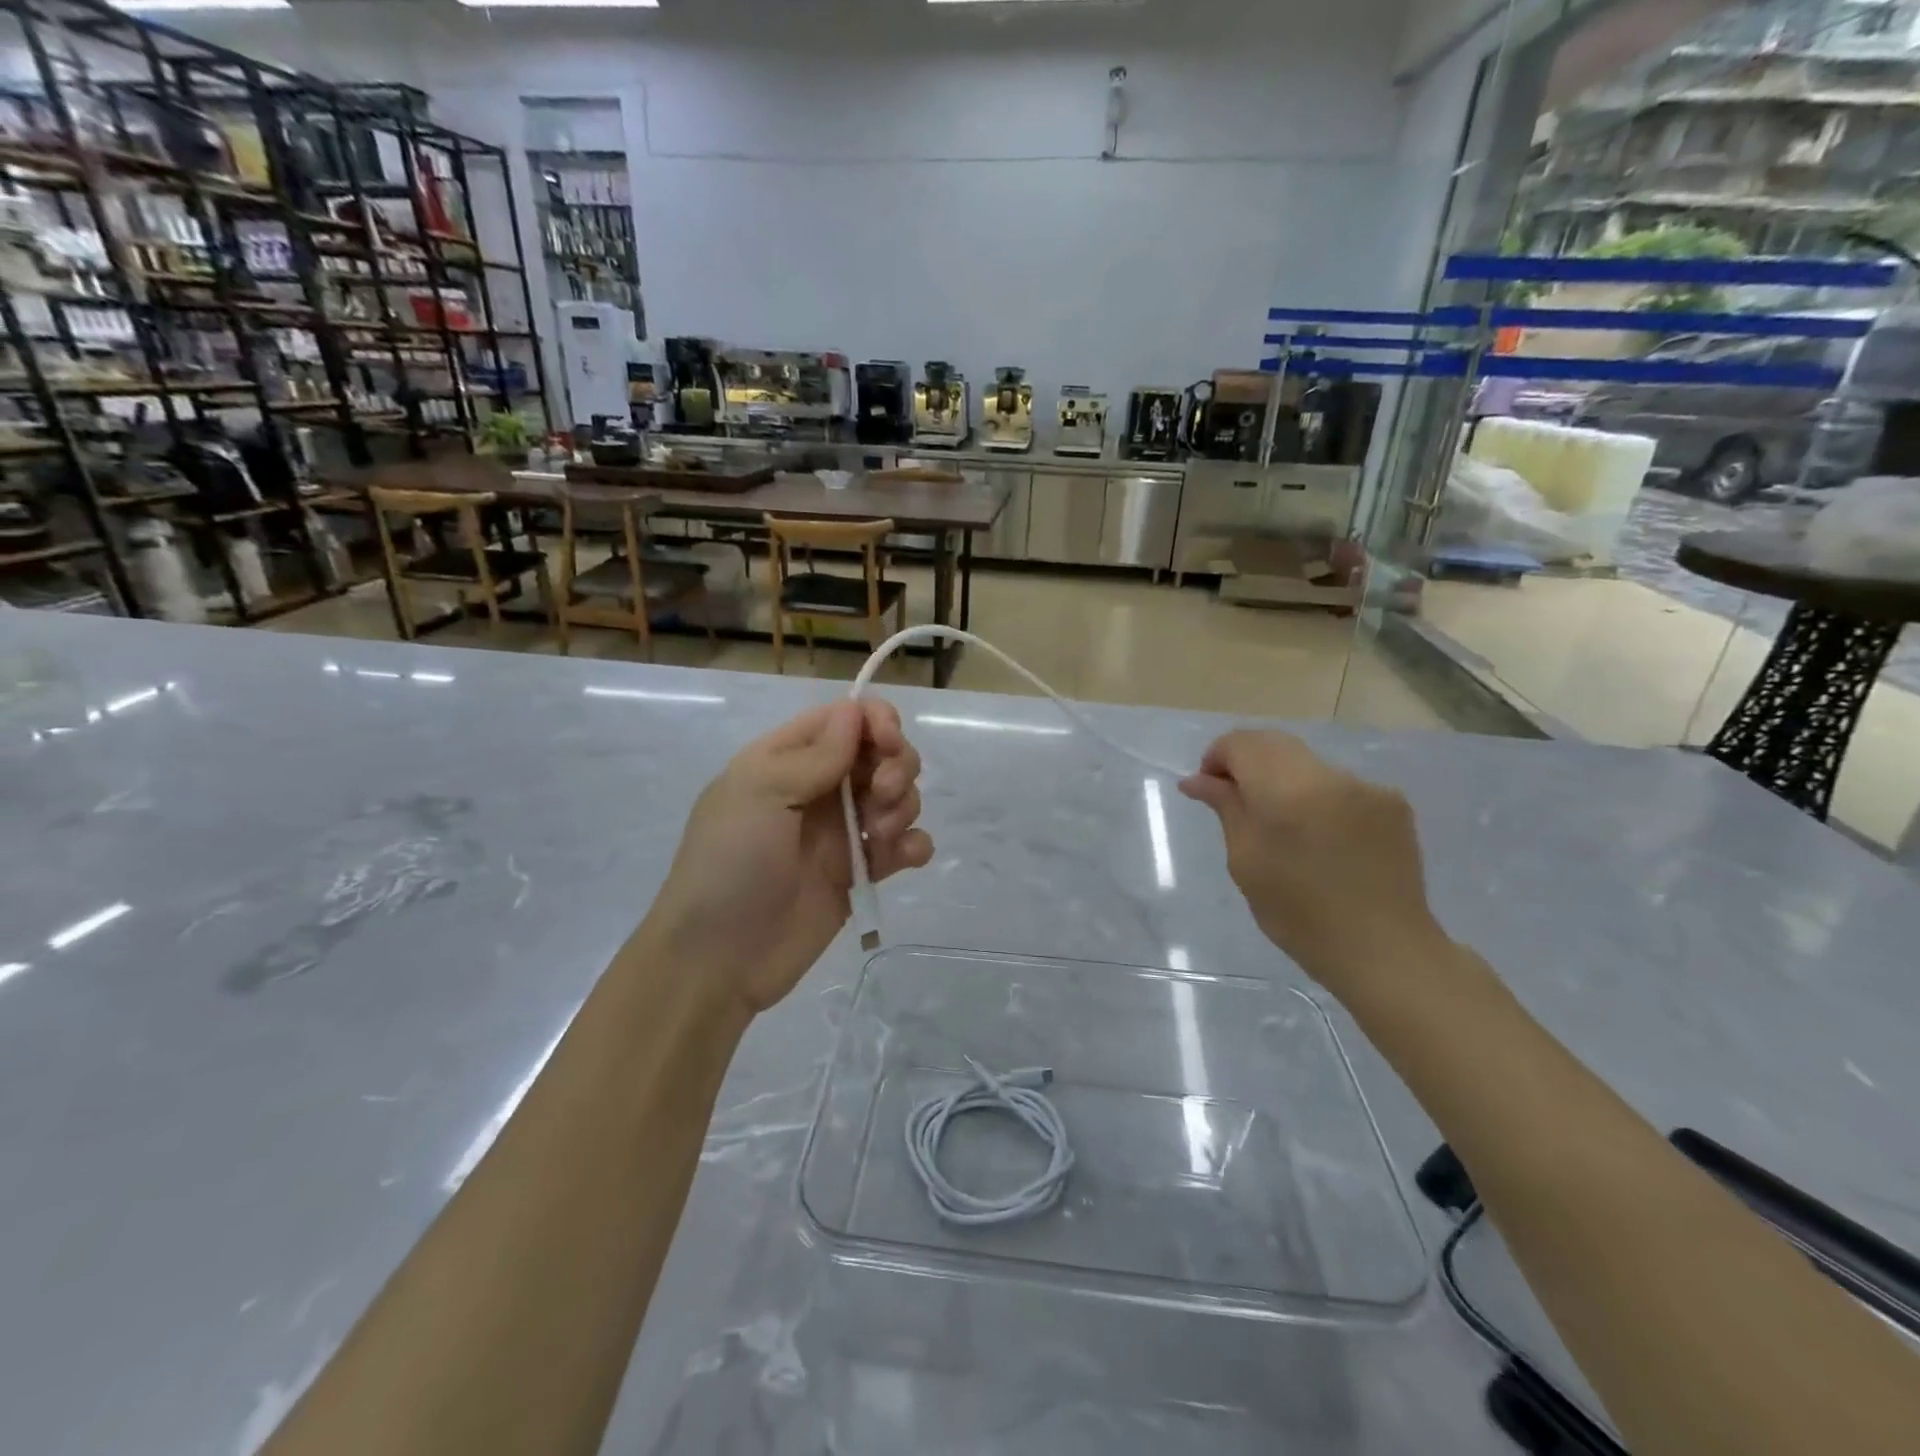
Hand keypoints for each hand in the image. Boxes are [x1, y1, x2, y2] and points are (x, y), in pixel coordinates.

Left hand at [646, 699, 933, 1012]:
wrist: (719, 959)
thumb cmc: (730, 864)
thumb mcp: (759, 794)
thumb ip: (814, 755)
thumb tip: (855, 710)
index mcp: (786, 759)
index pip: (844, 719)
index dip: (876, 721)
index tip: (888, 744)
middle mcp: (818, 788)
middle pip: (880, 753)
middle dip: (896, 765)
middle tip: (882, 794)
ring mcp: (841, 832)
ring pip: (897, 796)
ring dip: (903, 806)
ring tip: (880, 837)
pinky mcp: (859, 873)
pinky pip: (903, 846)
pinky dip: (914, 845)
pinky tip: (905, 859)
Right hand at [1179, 731, 1442, 997]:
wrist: (1383, 950)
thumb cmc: (1298, 914)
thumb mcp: (1245, 861)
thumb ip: (1225, 808)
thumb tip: (1197, 780)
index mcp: (1287, 791)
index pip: (1242, 743)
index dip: (1218, 757)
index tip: (1209, 789)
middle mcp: (1329, 776)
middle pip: (1275, 744)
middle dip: (1247, 763)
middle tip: (1234, 801)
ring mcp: (1366, 786)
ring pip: (1307, 764)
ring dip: (1283, 781)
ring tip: (1281, 827)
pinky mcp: (1392, 802)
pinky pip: (1339, 785)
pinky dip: (1317, 797)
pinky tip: (1320, 838)